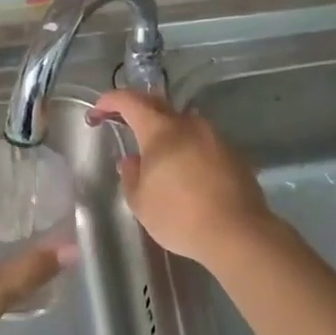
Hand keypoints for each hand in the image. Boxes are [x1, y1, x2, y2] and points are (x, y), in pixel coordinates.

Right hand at [89, 90, 275, 268]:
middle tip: (123, 123)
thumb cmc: (179, 216)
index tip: (97, 113)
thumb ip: (131, 175)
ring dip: (165, 131)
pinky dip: (187, 148)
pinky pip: (202, 142)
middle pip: (158, 105)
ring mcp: (215, 137)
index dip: (110, 101)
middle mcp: (189, 124)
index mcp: (161, 130)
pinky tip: (184, 171)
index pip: (130, 101)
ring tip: (156, 153)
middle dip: (137, 110)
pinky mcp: (233, 154)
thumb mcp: (140, 202)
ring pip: (183, 123)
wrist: (237, 233)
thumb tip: (132, 160)